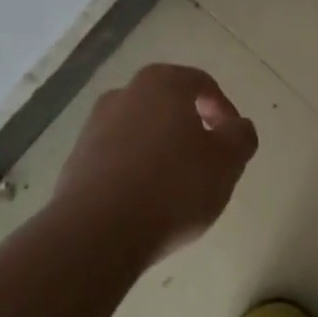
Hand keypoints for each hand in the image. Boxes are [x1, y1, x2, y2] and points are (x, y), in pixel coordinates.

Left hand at [52, 64, 259, 261]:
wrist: (98, 232)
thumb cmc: (173, 187)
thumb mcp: (227, 162)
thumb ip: (241, 136)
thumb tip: (237, 126)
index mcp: (161, 84)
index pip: (201, 84)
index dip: (223, 109)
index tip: (232, 141)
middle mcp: (123, 95)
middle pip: (167, 105)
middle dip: (190, 129)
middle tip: (207, 161)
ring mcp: (93, 128)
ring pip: (140, 132)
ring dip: (161, 151)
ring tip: (177, 187)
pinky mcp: (76, 162)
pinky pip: (117, 158)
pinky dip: (135, 171)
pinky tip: (147, 203)